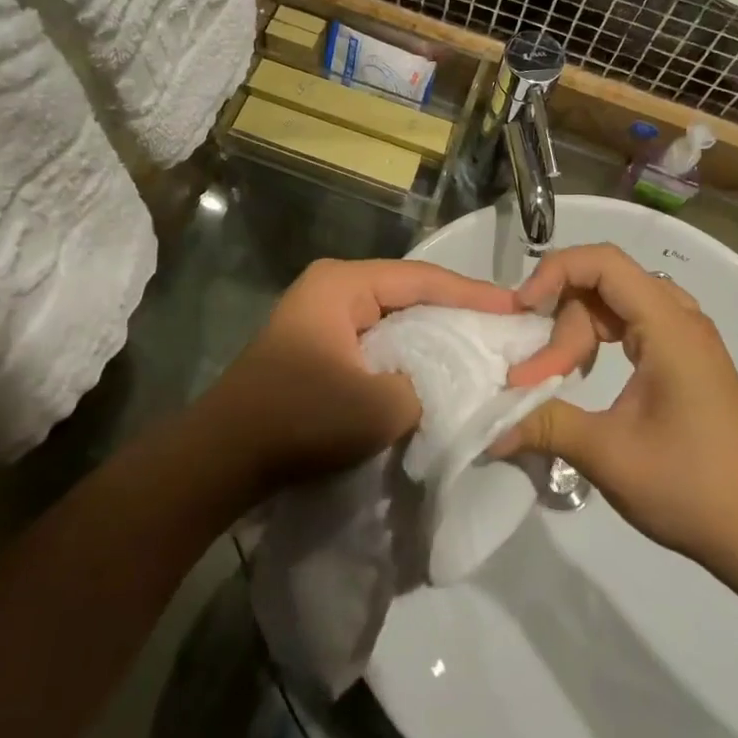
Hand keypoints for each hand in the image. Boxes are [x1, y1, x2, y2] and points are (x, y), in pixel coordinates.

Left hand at [208, 258, 516, 491]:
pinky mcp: (319, 346)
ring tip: (480, 344)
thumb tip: (453, 381)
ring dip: (432, 333)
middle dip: (455, 310)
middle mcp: (332, 288)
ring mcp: (322, 316)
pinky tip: (436, 368)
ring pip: (393, 317)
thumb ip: (429, 385)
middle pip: (408, 292)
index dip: (471, 293)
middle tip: (503, 325)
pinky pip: (376, 339)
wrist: (222, 459)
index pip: (421, 278)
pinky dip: (407, 351)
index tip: (515, 306)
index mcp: (342, 284)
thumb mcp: (379, 406)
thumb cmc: (300, 419)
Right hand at [493, 244, 737, 564]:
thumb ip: (545, 425)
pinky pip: (631, 323)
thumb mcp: (609, 455)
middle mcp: (679, 317)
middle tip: (539, 375)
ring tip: (557, 373)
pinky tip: (585, 374)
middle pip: (604, 283)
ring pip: (615, 303)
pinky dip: (599, 339)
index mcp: (668, 325)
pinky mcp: (685, 358)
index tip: (522, 310)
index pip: (602, 261)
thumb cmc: (692, 485)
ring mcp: (685, 336)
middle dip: (563, 320)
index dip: (554, 272)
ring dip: (578, 329)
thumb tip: (488, 426)